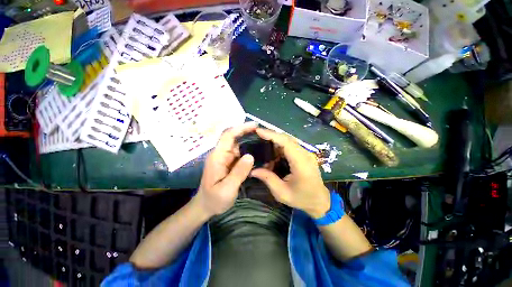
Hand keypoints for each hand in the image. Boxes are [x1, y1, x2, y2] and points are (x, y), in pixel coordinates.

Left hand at [195, 122, 256, 216]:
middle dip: (247, 132)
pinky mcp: (229, 162)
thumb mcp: (227, 189)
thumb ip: (238, 173)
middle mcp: (221, 154)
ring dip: (250, 141)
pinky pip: (240, 153)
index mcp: (217, 157)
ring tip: (264, 140)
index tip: (254, 125)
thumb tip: (250, 156)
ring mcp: (225, 158)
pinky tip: (258, 151)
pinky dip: (249, 150)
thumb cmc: (214, 199)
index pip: (228, 136)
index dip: (240, 128)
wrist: (206, 206)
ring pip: (238, 145)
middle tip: (263, 132)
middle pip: (234, 138)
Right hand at [251, 128, 330, 218]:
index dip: (272, 135)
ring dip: (274, 141)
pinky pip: (290, 146)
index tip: (258, 131)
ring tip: (262, 145)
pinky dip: (279, 147)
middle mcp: (305, 154)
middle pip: (287, 138)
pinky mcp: (304, 154)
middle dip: (271, 135)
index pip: (286, 143)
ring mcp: (306, 153)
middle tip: (256, 136)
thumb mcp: (282, 193)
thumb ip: (267, 179)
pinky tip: (272, 153)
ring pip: (288, 141)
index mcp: (301, 164)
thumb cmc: (302, 199)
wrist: (319, 201)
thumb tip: (252, 170)